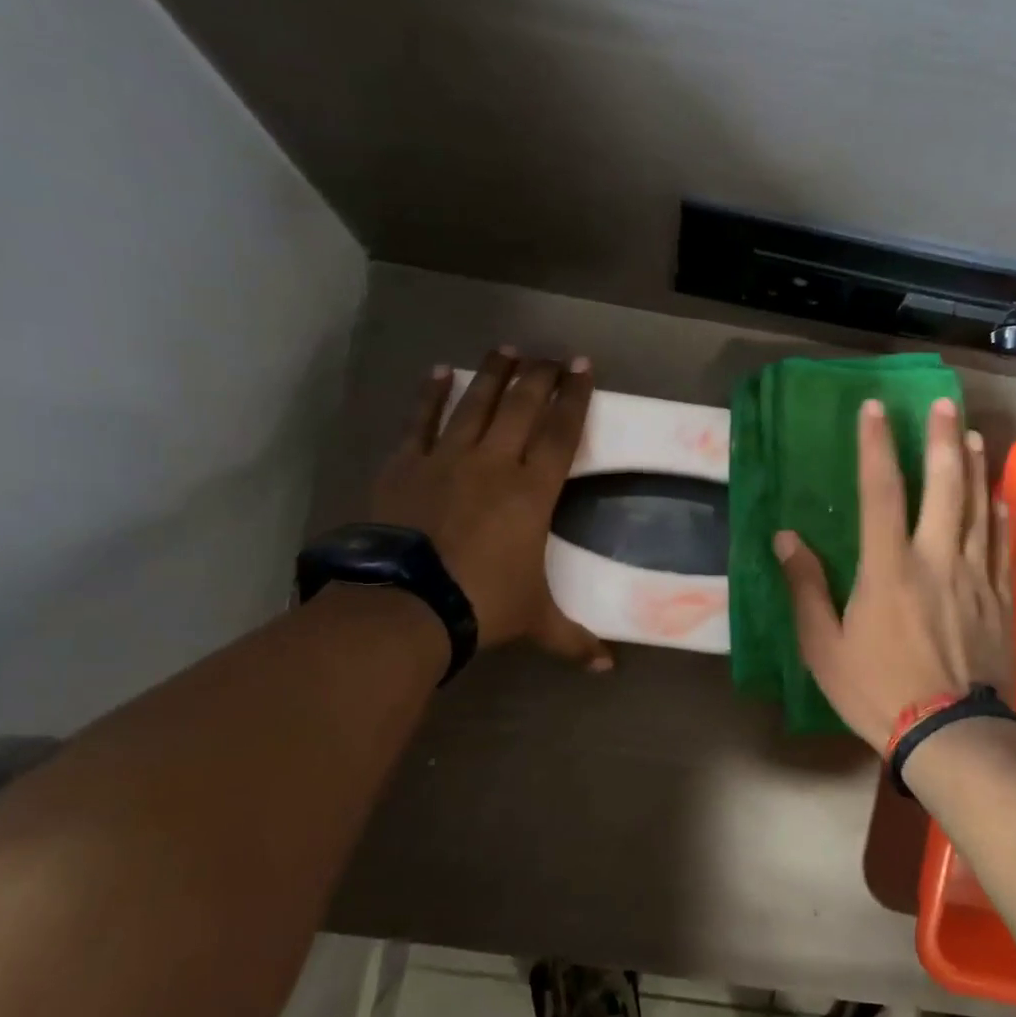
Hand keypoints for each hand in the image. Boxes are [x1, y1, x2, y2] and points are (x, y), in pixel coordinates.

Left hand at [368, 347, 612, 670]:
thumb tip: (609, 668)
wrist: (405, 605)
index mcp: (532, 492)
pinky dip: (431, 395)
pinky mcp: (406, 465)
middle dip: (541, 374)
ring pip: (476, 403)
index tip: (583, 366)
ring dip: (493, 373)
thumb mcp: (536, 620)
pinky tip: (440, 371)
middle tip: (552, 353)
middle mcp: (494, 463)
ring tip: (507, 348)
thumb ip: (574, 639)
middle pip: (522, 405)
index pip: (561, 432)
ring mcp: (446, 459)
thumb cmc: (482, 605)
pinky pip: (422, 421)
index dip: (575, 397)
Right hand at [775, 397, 1013, 752]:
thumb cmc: (877, 691)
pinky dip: (1000, 517)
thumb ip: (807, 588)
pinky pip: (1003, 548)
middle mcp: (937, 559)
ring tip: (972, 435)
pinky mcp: (1000, 601)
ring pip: (979, 510)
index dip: (876, 445)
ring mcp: (975, 579)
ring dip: (974, 469)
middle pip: (944, 487)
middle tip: (942, 403)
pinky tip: (1000, 499)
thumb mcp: (824, 646)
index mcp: (888, 567)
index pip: (880, 491)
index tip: (874, 408)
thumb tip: (786, 539)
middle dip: (941, 440)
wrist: (951, 736)